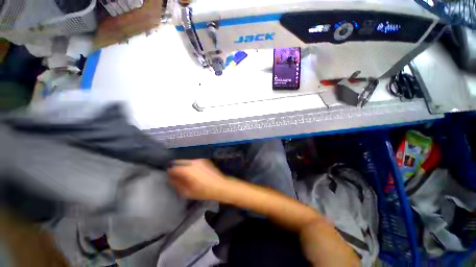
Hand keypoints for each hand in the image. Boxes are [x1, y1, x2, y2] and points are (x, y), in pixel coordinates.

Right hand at [167, 159, 229, 200]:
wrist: (220, 186)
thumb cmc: (204, 191)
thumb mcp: (188, 192)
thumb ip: (177, 184)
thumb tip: (170, 179)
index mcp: (187, 170)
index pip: (173, 168)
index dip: (169, 173)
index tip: (169, 178)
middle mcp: (193, 162)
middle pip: (179, 162)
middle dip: (176, 168)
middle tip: (176, 176)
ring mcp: (199, 160)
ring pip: (186, 161)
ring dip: (183, 166)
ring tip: (184, 174)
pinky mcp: (204, 160)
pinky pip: (193, 161)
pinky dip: (189, 165)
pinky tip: (192, 172)